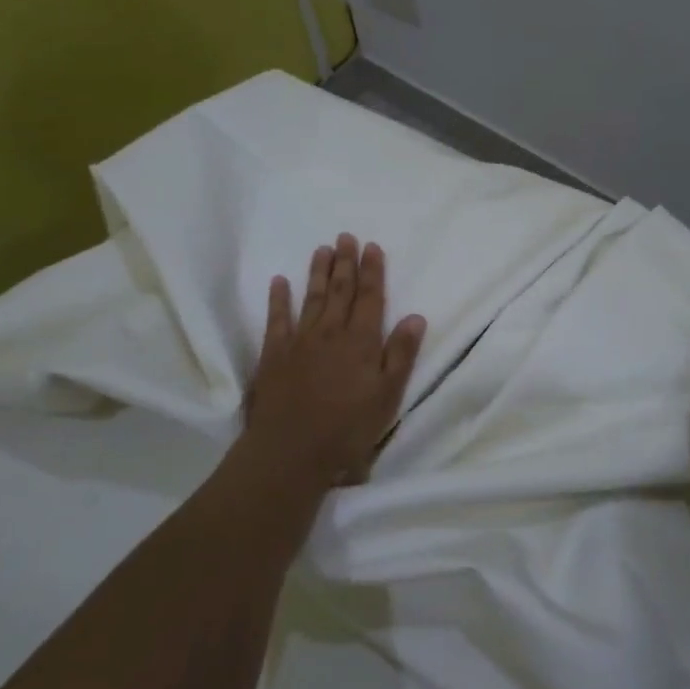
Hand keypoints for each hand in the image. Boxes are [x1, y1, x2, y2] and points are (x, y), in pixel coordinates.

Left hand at [244, 233, 426, 487]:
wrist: (290, 452)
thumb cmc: (346, 430)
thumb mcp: (387, 397)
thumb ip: (401, 355)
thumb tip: (416, 317)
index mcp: (361, 342)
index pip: (371, 298)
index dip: (373, 271)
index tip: (373, 246)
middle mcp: (331, 333)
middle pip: (341, 290)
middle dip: (346, 262)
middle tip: (346, 236)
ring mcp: (299, 341)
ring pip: (312, 297)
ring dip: (318, 272)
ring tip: (322, 248)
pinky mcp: (273, 354)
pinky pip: (276, 319)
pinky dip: (278, 299)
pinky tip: (279, 281)